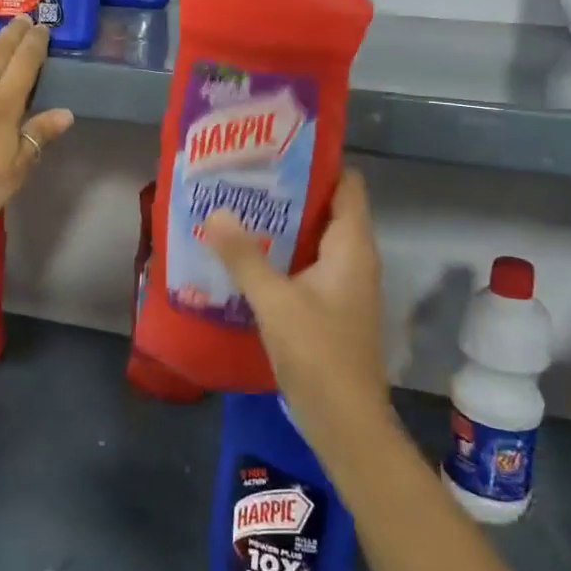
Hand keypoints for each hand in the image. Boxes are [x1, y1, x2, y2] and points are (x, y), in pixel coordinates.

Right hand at [203, 171, 390, 450]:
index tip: (276, 149)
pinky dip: (283, 253)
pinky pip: (308, 263)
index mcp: (352, 246)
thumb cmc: (318, 353)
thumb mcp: (274, 300)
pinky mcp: (331, 305)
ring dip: (283, 224)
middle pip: (328, 207)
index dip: (318, 162)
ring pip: (315, 237)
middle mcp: (355, 257)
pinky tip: (248, 254)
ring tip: (240, 206)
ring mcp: (344, 283)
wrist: (345, 421)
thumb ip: (243, 255)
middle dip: (289, 191)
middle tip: (245, 176)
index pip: (347, 183)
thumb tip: (215, 212)